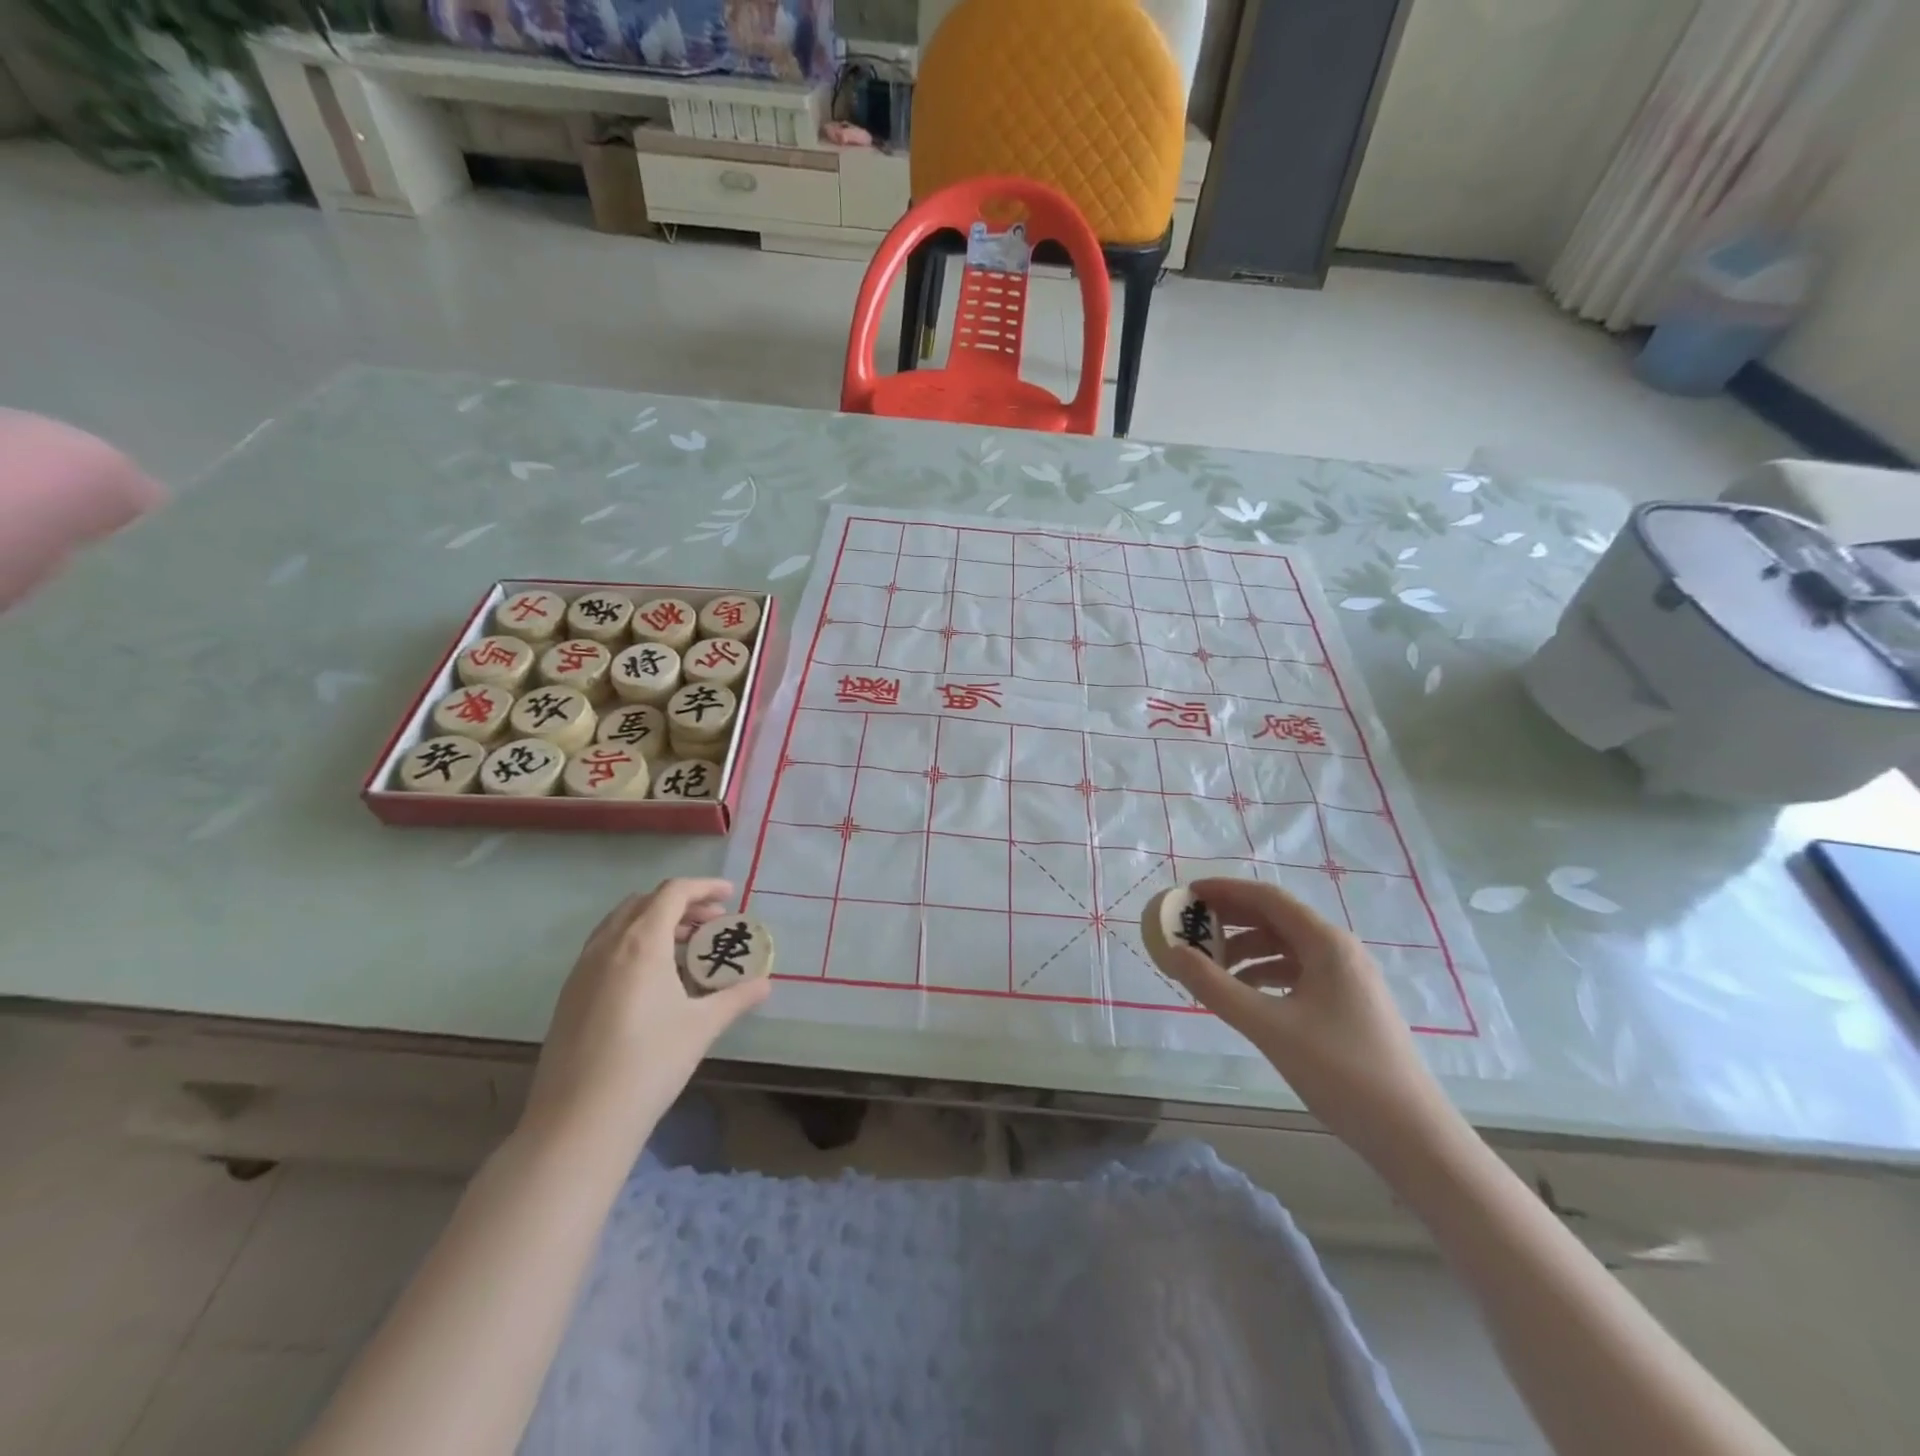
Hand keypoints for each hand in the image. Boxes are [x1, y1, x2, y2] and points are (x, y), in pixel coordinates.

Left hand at [519, 879, 769, 1153]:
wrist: (579, 1122)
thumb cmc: (649, 1064)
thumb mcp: (702, 1027)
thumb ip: (736, 998)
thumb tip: (765, 984)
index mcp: (641, 943)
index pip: (673, 893)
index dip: (703, 887)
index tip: (729, 895)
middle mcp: (607, 946)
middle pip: (644, 903)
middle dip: (681, 904)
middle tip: (711, 923)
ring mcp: (582, 970)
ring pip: (620, 924)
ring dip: (654, 922)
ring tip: (685, 948)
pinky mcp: (569, 995)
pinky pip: (604, 949)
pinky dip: (632, 944)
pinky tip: (652, 980)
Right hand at [1156, 877, 1460, 1166]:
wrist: (1412, 1135)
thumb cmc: (1341, 1072)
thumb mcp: (1268, 1027)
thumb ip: (1215, 987)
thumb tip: (1172, 953)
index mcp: (1326, 943)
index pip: (1267, 898)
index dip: (1225, 891)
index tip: (1187, 894)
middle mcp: (1339, 950)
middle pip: (1276, 919)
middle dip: (1231, 920)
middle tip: (1190, 928)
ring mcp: (1347, 978)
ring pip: (1286, 948)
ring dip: (1246, 951)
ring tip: (1209, 968)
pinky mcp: (1348, 1004)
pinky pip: (1297, 973)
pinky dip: (1265, 975)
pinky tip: (1244, 995)